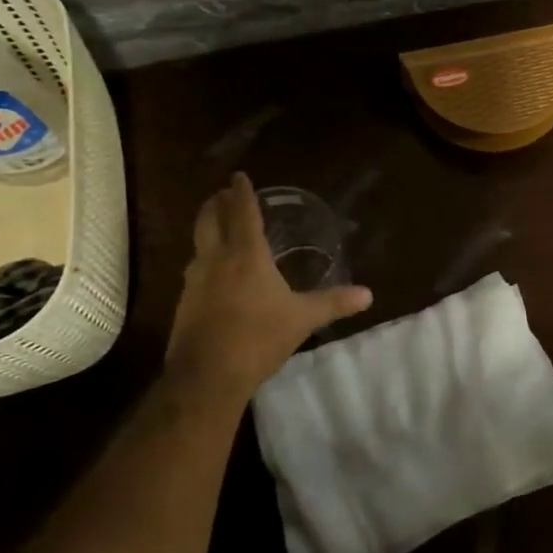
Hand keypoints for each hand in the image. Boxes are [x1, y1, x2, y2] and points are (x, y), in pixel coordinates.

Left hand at [166, 173, 372, 400]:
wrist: (208, 376)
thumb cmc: (258, 338)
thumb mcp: (302, 319)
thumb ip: (333, 303)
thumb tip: (368, 294)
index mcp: (246, 256)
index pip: (243, 214)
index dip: (242, 193)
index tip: (239, 176)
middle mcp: (216, 260)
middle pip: (209, 221)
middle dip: (216, 204)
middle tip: (223, 194)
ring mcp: (194, 282)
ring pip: (197, 245)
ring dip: (206, 230)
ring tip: (217, 230)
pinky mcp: (184, 304)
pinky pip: (194, 271)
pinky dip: (203, 260)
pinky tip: (212, 274)